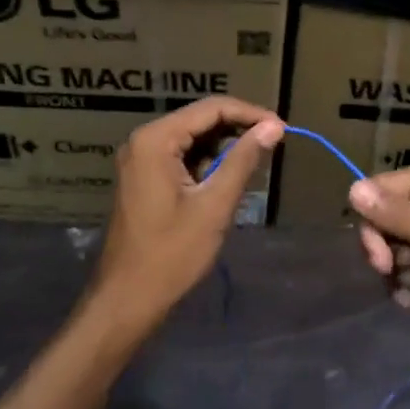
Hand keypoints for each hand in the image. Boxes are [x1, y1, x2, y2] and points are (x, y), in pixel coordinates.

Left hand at [90, 97, 284, 330]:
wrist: (127, 300)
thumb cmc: (172, 254)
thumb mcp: (214, 205)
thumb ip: (244, 160)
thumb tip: (274, 127)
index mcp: (156, 140)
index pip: (211, 108)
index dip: (250, 114)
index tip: (282, 128)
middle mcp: (143, 140)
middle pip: (200, 119)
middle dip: (238, 128)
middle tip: (274, 143)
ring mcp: (140, 159)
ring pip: (192, 138)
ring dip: (224, 146)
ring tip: (256, 162)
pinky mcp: (143, 178)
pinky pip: (181, 156)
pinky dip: (207, 162)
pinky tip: (228, 178)